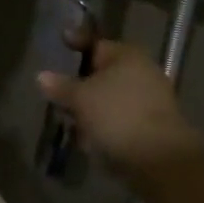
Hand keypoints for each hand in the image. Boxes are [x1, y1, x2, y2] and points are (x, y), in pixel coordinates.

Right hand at [37, 40, 203, 178]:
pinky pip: (121, 120)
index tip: (60, 42)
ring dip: (91, 109)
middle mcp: (142, 72)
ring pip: (111, 99)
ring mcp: (150, 101)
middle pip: (103, 73)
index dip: (75, 42)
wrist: (161, 160)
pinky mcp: (153, 128)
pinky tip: (89, 140)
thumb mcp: (81, 98)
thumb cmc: (118, 115)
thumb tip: (42, 76)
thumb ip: (61, 86)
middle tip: (58, 94)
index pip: (95, 43)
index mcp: (127, 55)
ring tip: (70, 122)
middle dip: (80, 84)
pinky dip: (105, 127)